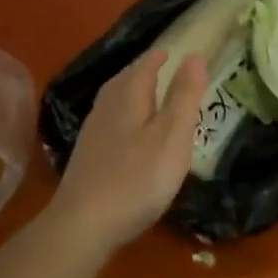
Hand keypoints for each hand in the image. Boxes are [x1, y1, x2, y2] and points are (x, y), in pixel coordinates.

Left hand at [49, 50, 206, 251]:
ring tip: (149, 95)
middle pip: (126, 79)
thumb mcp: (172, 135)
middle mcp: (107, 107)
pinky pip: (110, 121)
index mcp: (129, 95)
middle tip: (163, 67)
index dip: (161, 57)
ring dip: (132, 92)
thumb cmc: (137, 177)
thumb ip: (184, 95)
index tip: (174, 51)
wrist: (82, 226)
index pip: (146, 65)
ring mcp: (93, 133)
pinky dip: (124, 116)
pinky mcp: (87, 157)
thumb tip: (194, 55)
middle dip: (144, 71)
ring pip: (115, 100)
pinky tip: (130, 133)